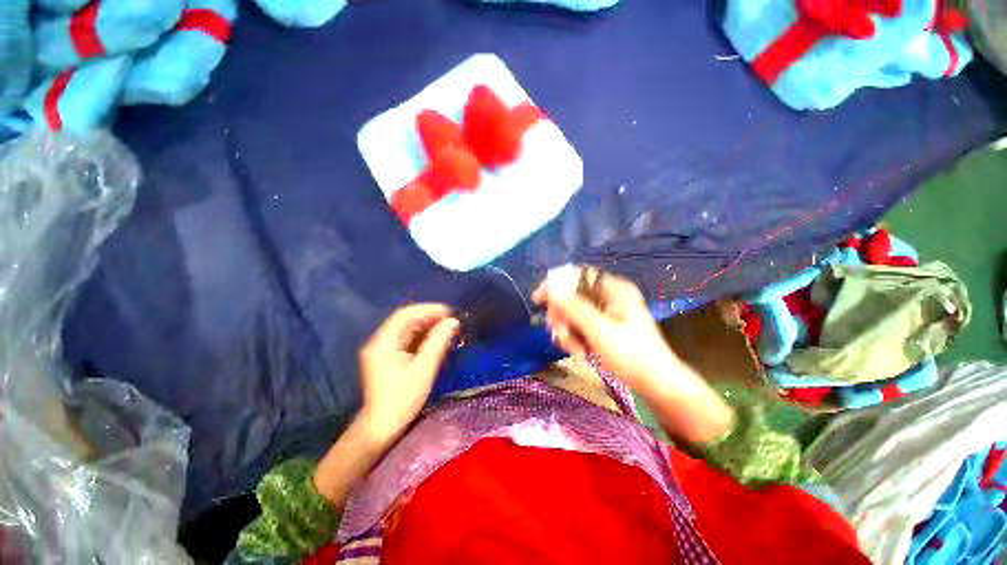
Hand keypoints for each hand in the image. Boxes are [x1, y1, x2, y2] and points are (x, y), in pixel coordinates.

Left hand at [358, 304, 458, 444]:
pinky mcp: (388, 357)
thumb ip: (438, 342)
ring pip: (409, 329)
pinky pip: (408, 340)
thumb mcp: (424, 369)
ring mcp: (383, 349)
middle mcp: (381, 341)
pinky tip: (438, 341)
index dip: (429, 309)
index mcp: (384, 342)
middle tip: (452, 323)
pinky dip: (424, 337)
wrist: (381, 428)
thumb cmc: (402, 399)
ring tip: (449, 331)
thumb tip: (453, 321)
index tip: (450, 313)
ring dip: (429, 327)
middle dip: (431, 318)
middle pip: (407, 320)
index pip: (407, 314)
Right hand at [532, 269, 677, 395]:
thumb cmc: (632, 356)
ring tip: (578, 349)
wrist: (656, 383)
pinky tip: (582, 351)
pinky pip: (578, 324)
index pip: (576, 275)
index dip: (555, 284)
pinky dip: (575, 337)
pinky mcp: (602, 324)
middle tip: (561, 333)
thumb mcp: (600, 331)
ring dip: (568, 330)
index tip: (538, 300)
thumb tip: (551, 288)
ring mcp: (605, 310)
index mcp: (613, 288)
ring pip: (571, 312)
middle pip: (571, 295)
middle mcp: (608, 295)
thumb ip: (574, 308)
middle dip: (562, 315)